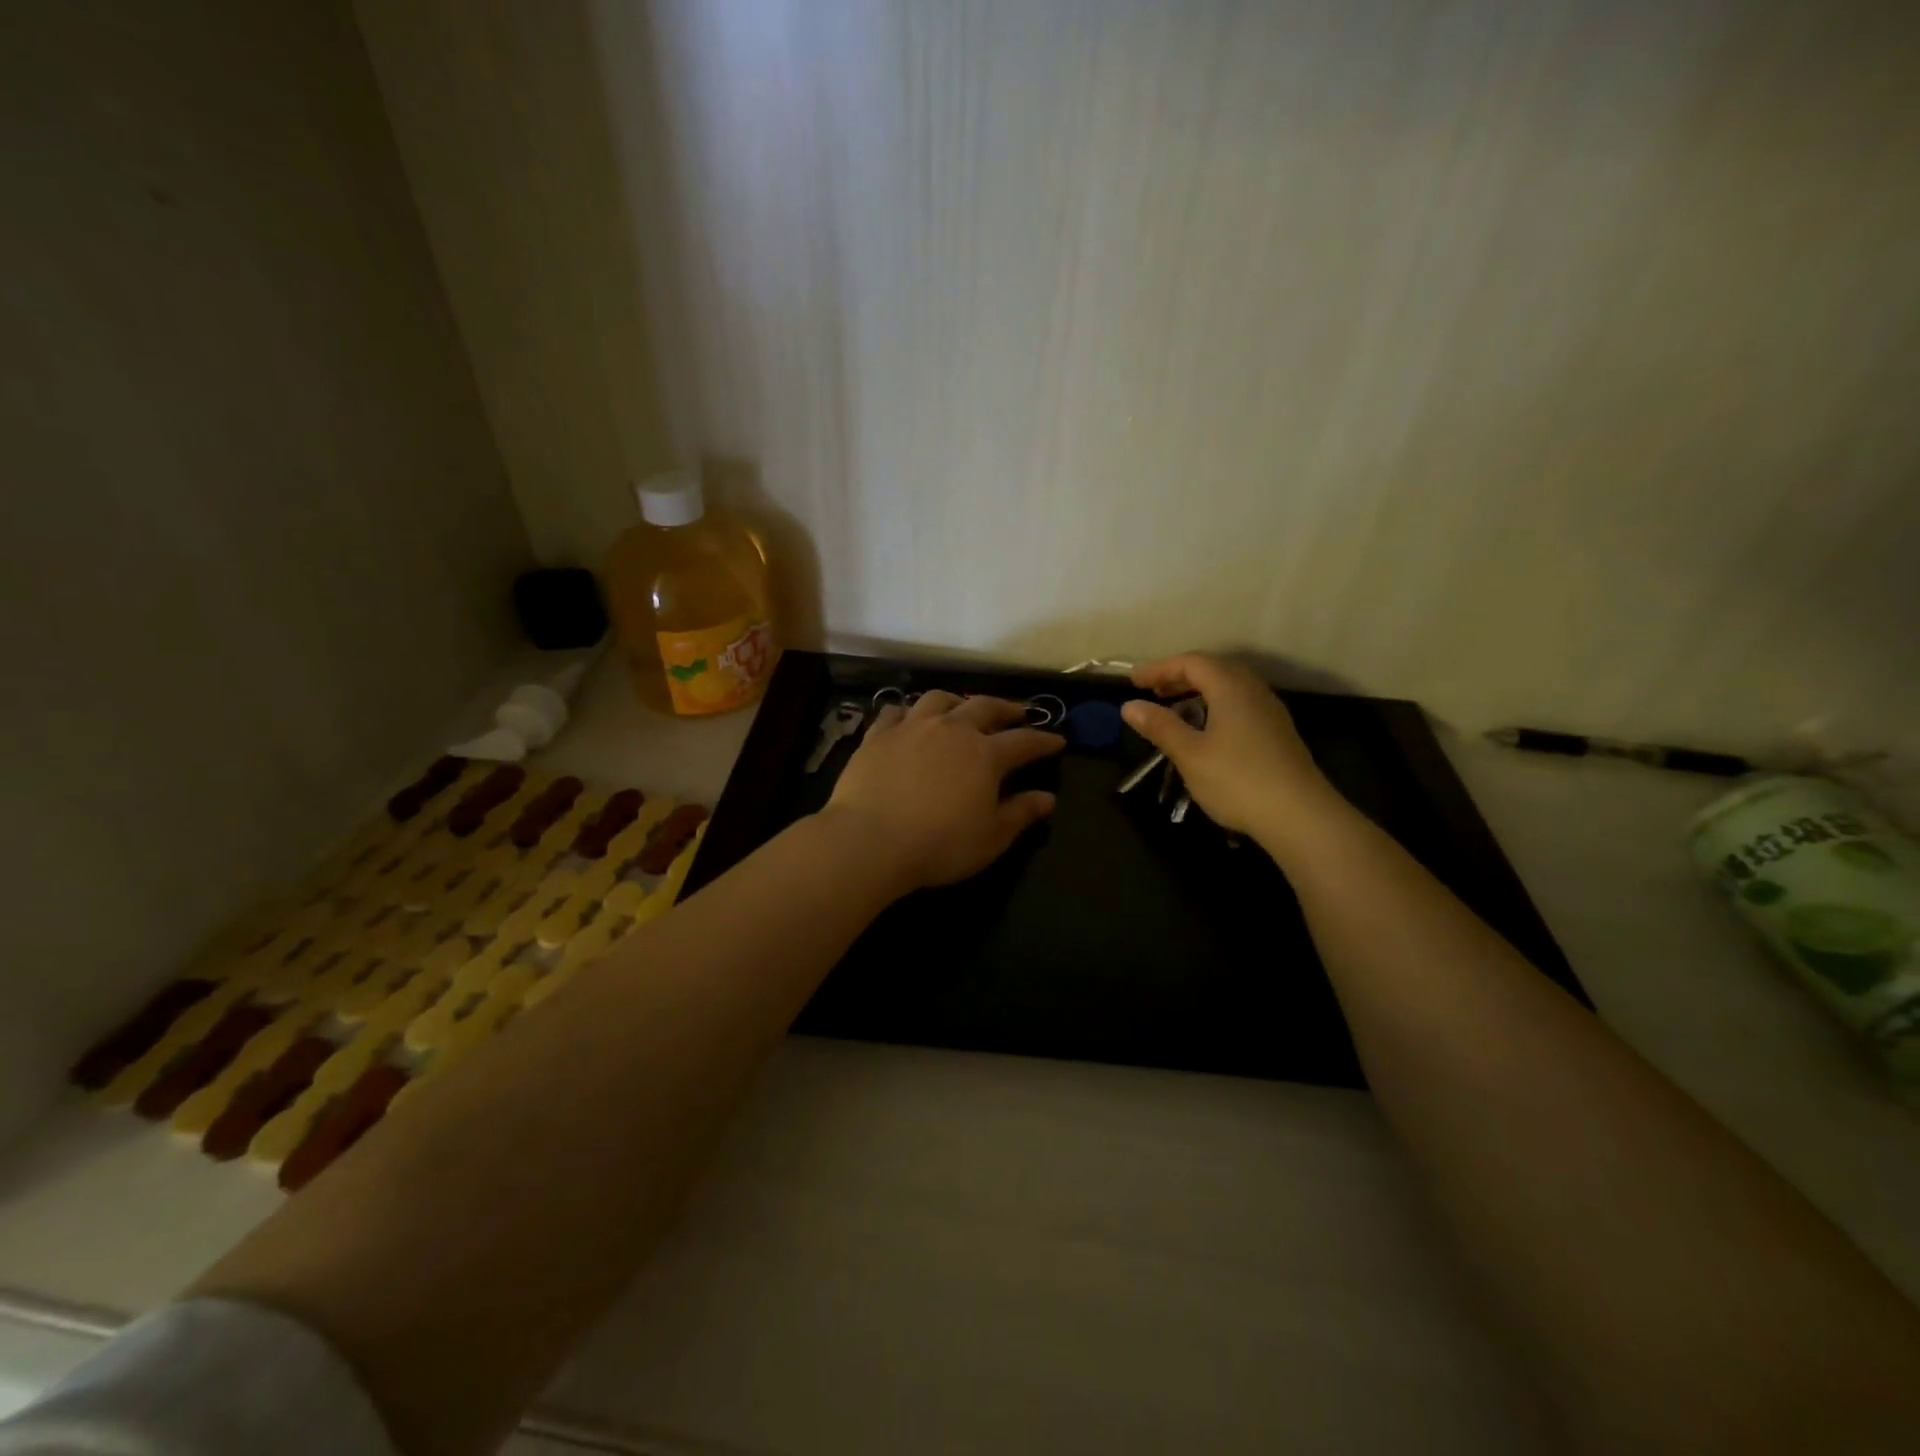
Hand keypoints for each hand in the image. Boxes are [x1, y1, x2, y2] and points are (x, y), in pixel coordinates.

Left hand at [825, 692, 1064, 889]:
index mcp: (985, 754)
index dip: (1043, 740)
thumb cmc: (939, 844)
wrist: (870, 839)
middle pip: (984, 707)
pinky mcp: (878, 735)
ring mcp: (912, 727)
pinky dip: (908, 712)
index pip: (1024, 741)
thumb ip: (1021, 814)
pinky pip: (895, 712)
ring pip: (939, 699)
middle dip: (1006, 708)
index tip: (1058, 740)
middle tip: (1018, 712)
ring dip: (957, 700)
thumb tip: (1048, 798)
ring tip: (962, 707)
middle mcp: (952, 730)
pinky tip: (909, 718)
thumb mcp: (991, 838)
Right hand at [1121, 653, 1349, 851]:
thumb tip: (1130, 706)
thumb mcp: (1189, 754)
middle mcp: (1253, 691)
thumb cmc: (1238, 780)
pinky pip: (1241, 705)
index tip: (1133, 682)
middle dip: (1180, 676)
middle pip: (1214, 669)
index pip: (1191, 663)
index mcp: (1231, 688)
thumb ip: (1160, 726)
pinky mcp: (1277, 733)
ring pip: (1230, 687)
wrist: (1300, 816)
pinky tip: (1206, 731)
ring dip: (1199, 692)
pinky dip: (1216, 707)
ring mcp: (1270, 712)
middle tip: (1153, 692)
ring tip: (1175, 710)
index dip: (1159, 668)